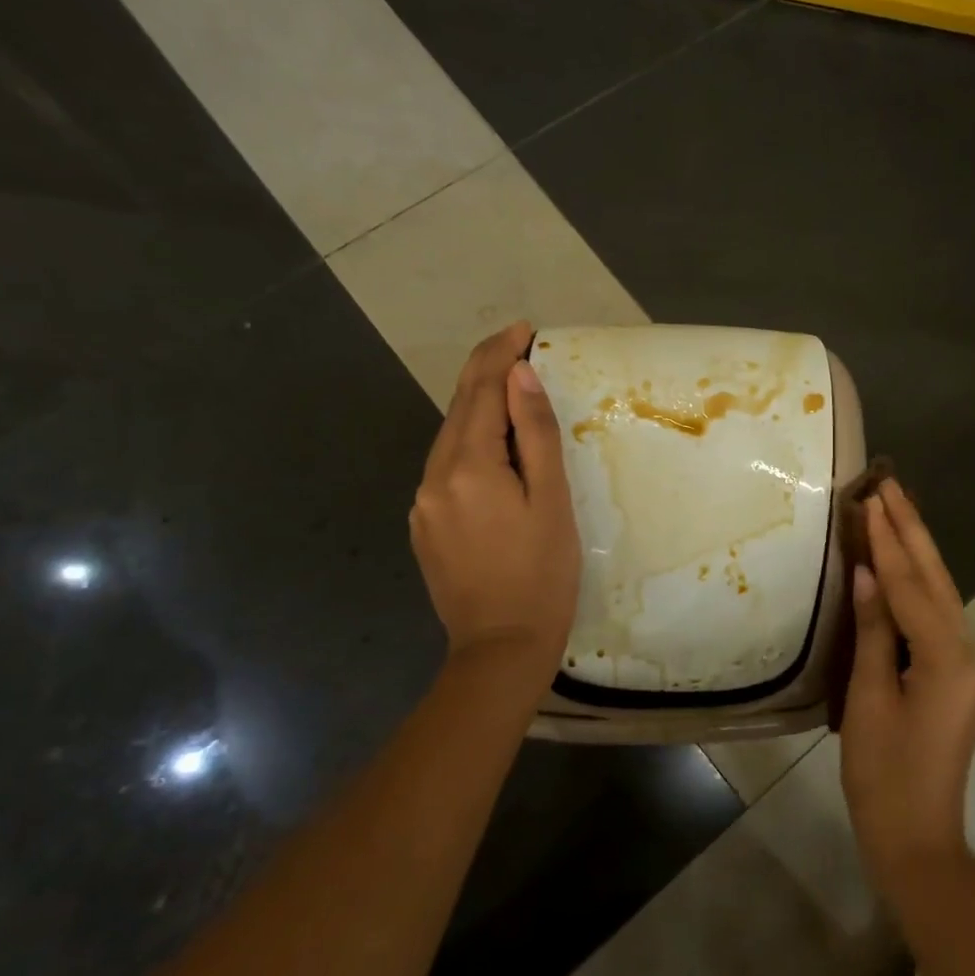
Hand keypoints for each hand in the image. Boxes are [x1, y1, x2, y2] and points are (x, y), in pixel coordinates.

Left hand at [410, 322, 580, 680]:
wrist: (500, 647)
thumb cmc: (542, 574)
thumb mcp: (551, 501)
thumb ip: (533, 434)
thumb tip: (518, 376)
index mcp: (467, 466)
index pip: (479, 391)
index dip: (500, 354)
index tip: (524, 329)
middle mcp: (433, 477)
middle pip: (459, 409)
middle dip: (487, 372)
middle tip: (519, 346)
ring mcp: (423, 503)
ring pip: (451, 438)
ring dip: (479, 409)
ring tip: (512, 392)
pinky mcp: (425, 526)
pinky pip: (447, 468)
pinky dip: (471, 445)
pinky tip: (494, 450)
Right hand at [840, 481, 974, 901]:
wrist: (916, 840)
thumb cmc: (883, 775)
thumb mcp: (868, 699)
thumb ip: (874, 631)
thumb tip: (868, 572)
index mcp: (947, 659)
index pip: (910, 585)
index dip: (888, 540)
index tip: (871, 497)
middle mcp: (968, 654)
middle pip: (935, 580)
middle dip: (912, 530)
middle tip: (890, 484)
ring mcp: (967, 666)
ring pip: (940, 595)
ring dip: (917, 551)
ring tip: (896, 510)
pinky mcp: (957, 677)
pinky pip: (937, 618)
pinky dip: (917, 586)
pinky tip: (902, 566)